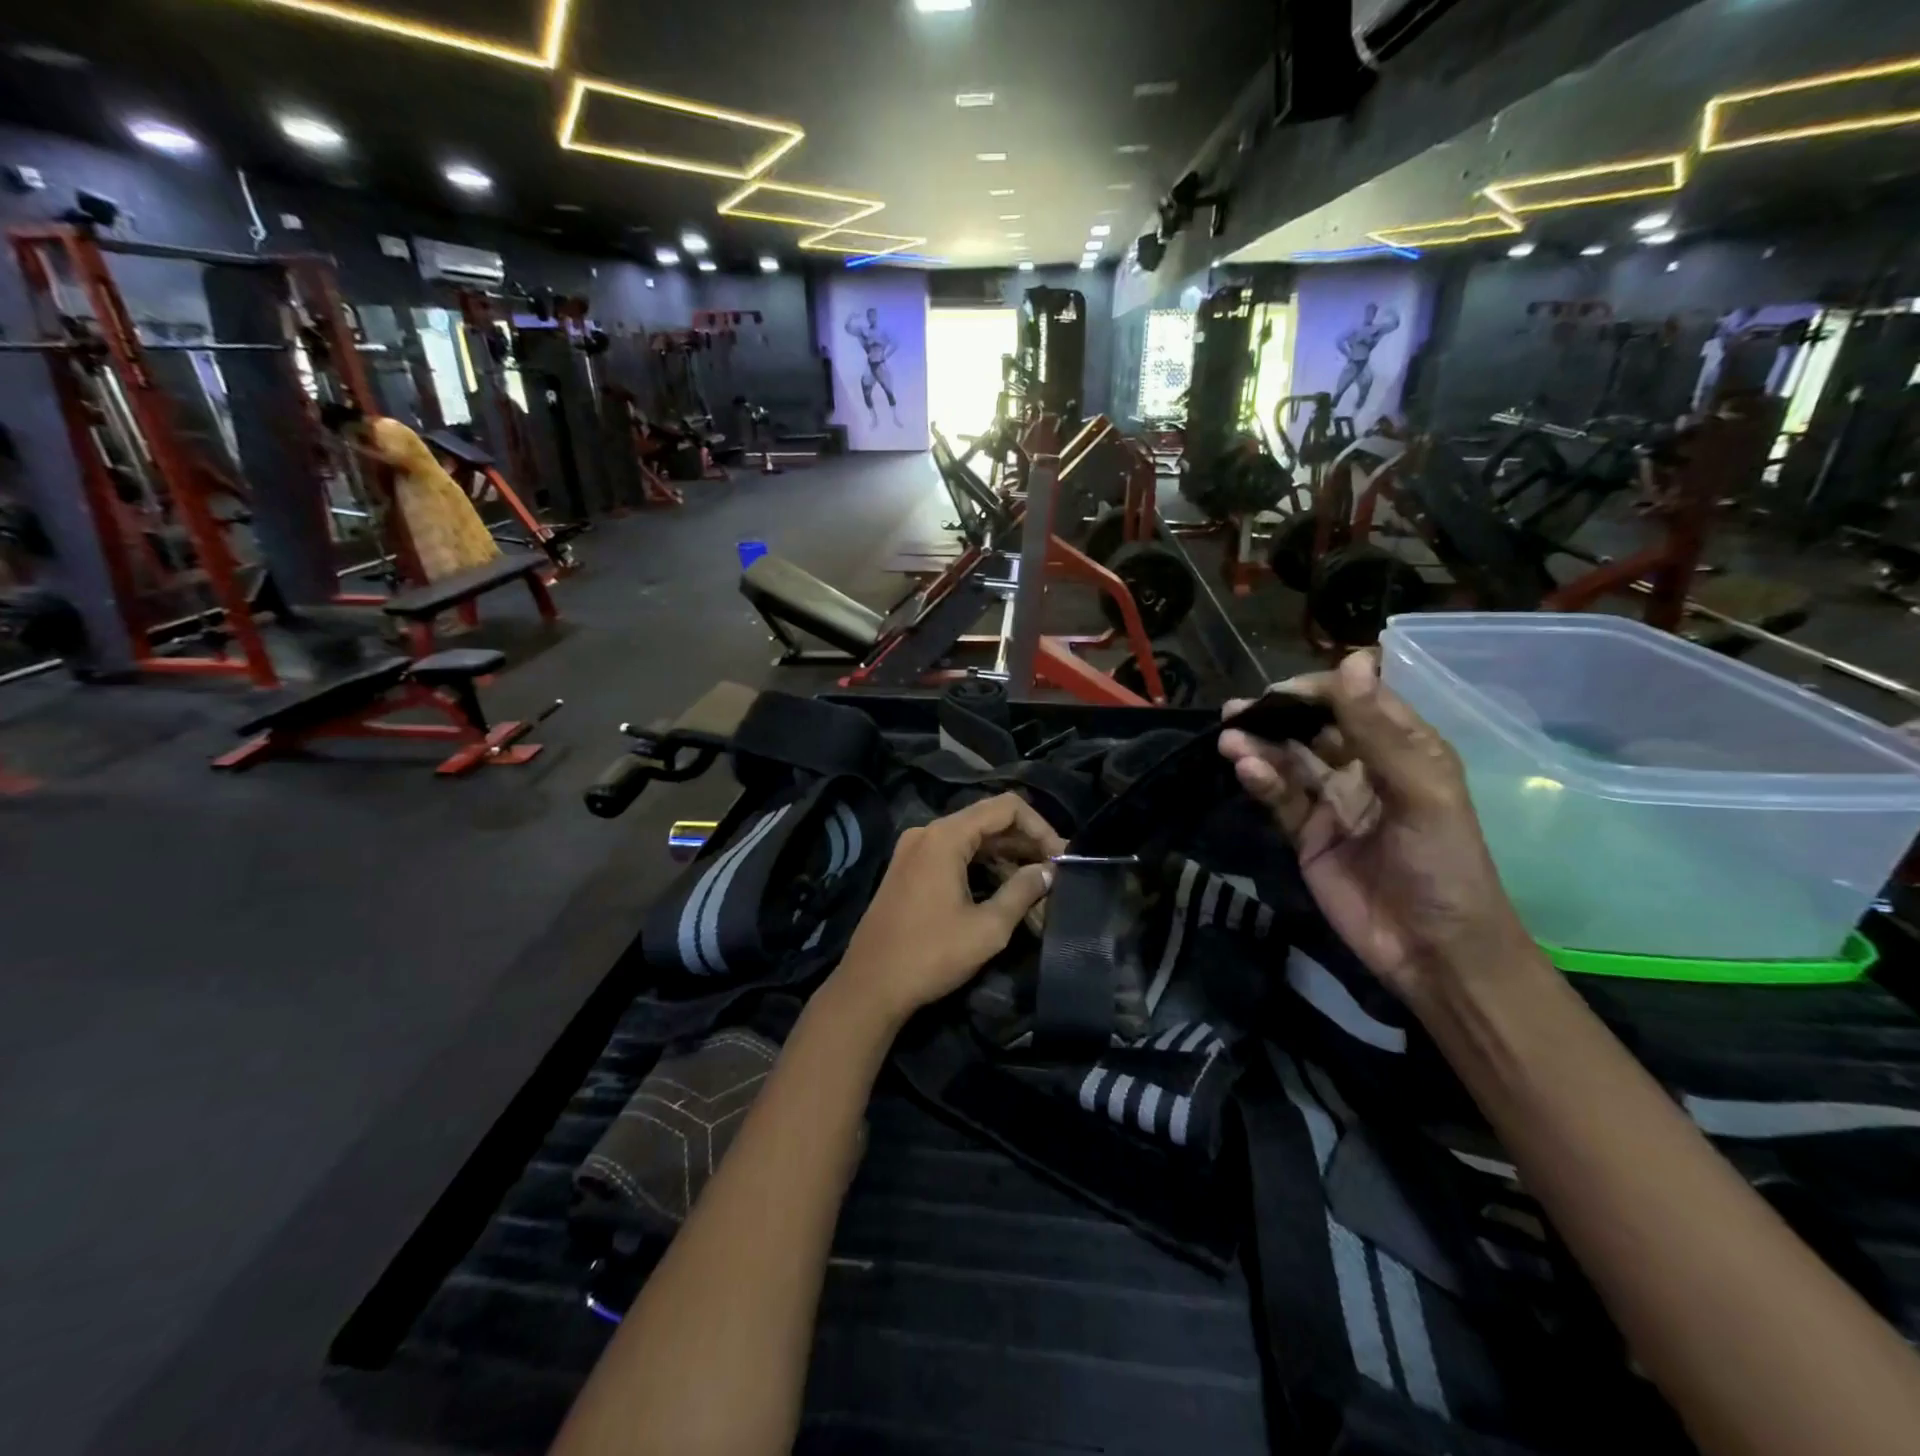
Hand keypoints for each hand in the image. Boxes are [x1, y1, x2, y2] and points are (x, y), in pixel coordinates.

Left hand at [832, 793, 1065, 1024]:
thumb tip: (1049, 871)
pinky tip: (1004, 889)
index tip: (1061, 857)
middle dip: (1025, 843)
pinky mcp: (908, 869)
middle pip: (988, 820)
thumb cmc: (930, 955)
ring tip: (1036, 885)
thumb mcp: (988, 928)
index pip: (1006, 807)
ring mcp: (914, 850)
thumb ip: (1022, 891)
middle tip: (1055, 872)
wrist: (869, 986)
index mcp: (945, 836)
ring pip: (971, 839)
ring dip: (1005, 857)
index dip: (1040, 827)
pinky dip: (981, 866)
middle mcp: (927, 833)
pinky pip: (953, 854)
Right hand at [1219, 651, 1536, 1003]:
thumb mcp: (1420, 792)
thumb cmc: (1444, 864)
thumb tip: (1353, 659)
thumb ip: (1378, 730)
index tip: (1281, 691)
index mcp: (1404, 749)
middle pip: (1313, 728)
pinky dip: (1261, 781)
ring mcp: (1332, 802)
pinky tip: (1246, 770)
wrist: (1434, 951)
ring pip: (1289, 761)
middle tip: (1238, 710)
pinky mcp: (1307, 834)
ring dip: (1260, 746)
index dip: (1319, 690)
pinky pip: (1279, 798)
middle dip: (1277, 715)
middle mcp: (1364, 767)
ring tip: (1230, 738)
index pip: (1356, 701)